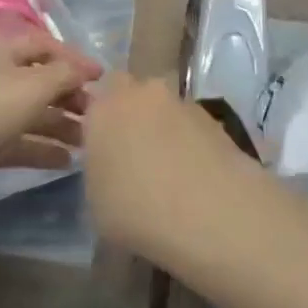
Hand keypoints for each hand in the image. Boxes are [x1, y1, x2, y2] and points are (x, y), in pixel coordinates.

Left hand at [0, 29, 101, 206]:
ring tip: (86, 143)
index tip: (101, 79)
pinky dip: (41, 149)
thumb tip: (87, 70)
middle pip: (39, 81)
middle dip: (69, 96)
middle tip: (95, 116)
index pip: (45, 45)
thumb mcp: (34, 85)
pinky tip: (64, 162)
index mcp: (3, 51)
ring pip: (30, 114)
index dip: (74, 59)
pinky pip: (17, 142)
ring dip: (59, 125)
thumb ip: (66, 75)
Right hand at [83, 73, 260, 263]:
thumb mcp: (95, 204)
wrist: (209, 212)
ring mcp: (181, 102)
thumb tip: (110, 170)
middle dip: (131, 116)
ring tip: (168, 172)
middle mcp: (142, 94)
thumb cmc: (136, 213)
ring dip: (163, 128)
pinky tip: (194, 175)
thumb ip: (99, 172)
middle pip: (132, 94)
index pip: (94, 99)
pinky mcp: (213, 117)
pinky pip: (191, 124)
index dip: (99, 122)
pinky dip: (190, 141)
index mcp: (104, 109)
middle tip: (133, 156)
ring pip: (164, 108)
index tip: (102, 150)